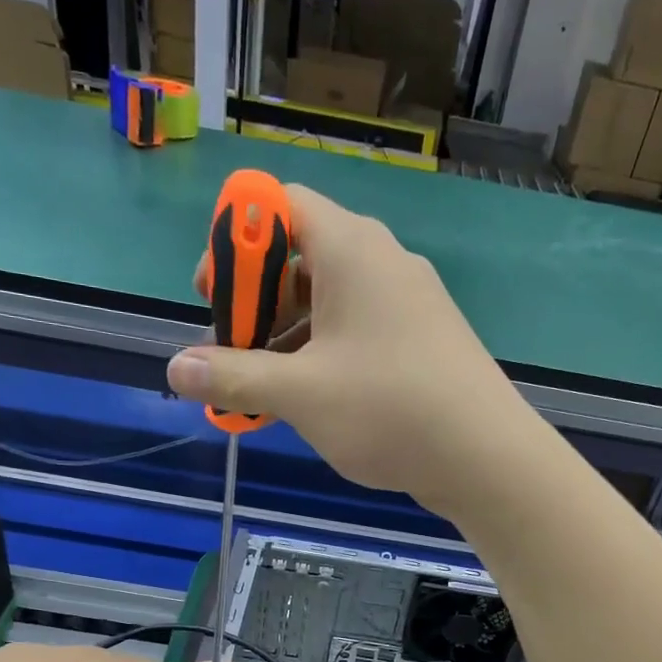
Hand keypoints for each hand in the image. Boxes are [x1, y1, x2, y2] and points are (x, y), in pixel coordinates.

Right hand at [166, 183, 533, 515]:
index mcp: (351, 248)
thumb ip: (233, 376)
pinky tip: (310, 402)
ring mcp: (409, 301)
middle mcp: (382, 260)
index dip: (234, 240)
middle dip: (254, 302)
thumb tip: (175, 369)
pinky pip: (358, 330)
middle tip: (232, 353)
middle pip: (299, 255)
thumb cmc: (389, 411)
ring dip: (285, 338)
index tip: (214, 296)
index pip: (278, 203)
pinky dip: (324, 355)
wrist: (487, 458)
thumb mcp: (299, 395)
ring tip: (262, 391)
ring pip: (329, 301)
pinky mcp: (423, 339)